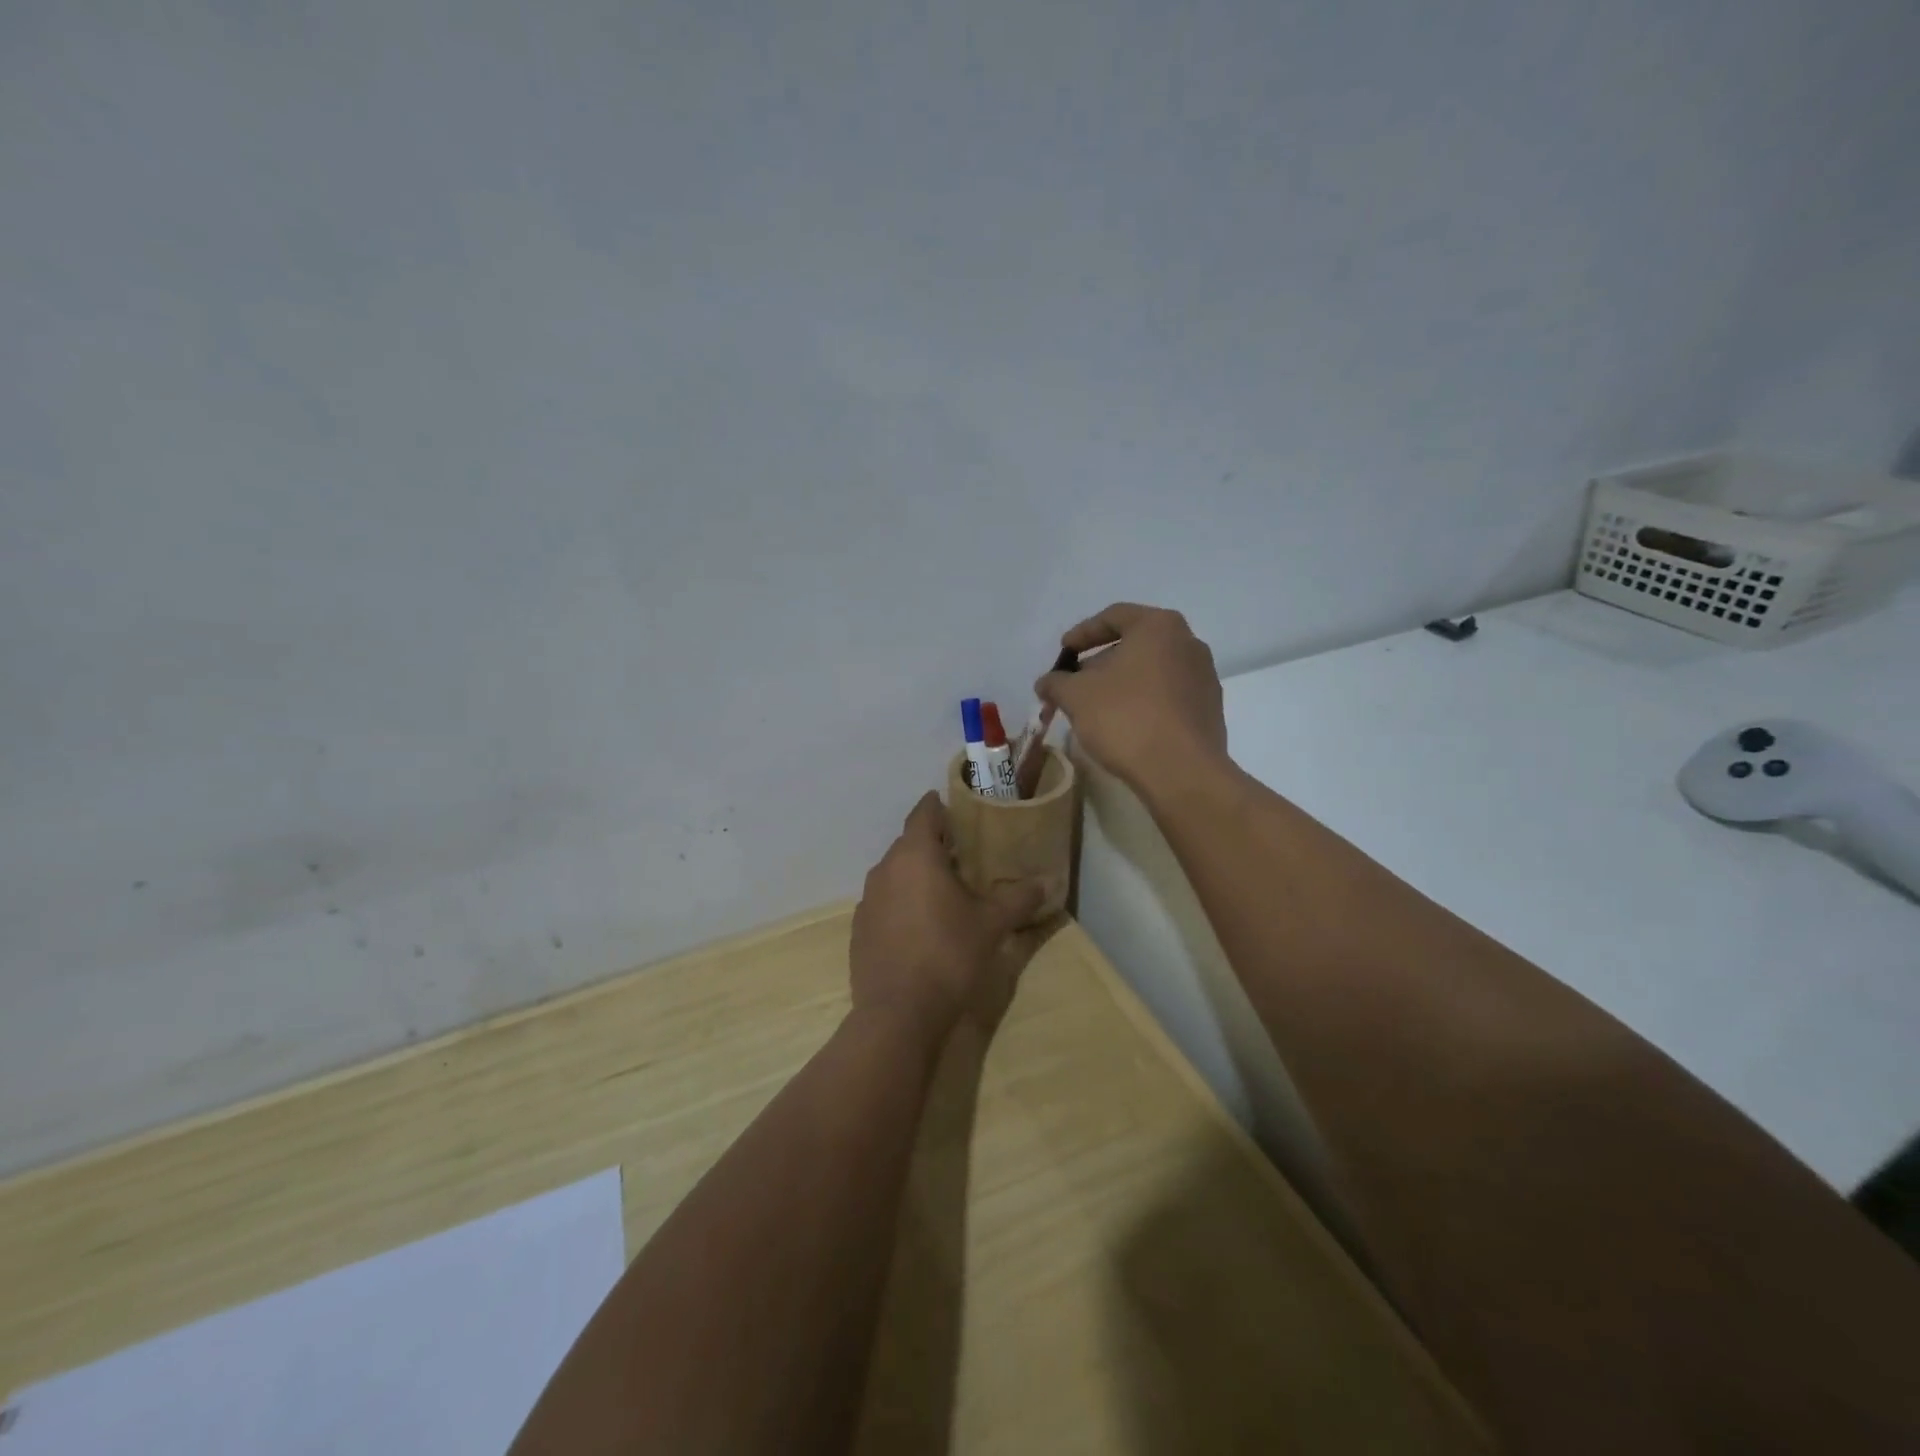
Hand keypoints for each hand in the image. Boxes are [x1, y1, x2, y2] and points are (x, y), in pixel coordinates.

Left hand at [850, 793, 1044, 1038]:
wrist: (898, 1013)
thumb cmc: (949, 955)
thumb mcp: (992, 925)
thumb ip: (1018, 899)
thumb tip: (1045, 883)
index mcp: (916, 855)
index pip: (924, 813)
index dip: (939, 806)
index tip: (956, 808)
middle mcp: (885, 869)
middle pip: (908, 843)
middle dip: (933, 844)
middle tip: (962, 854)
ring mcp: (868, 900)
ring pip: (894, 873)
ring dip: (916, 875)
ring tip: (943, 890)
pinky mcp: (859, 929)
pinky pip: (884, 902)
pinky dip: (901, 902)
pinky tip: (920, 926)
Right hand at [1035, 603, 1228, 792]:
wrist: (1181, 771)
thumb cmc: (1125, 718)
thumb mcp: (1076, 696)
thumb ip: (1056, 683)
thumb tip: (1046, 683)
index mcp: (1159, 626)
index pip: (1114, 616)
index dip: (1082, 633)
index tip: (1063, 652)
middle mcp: (1188, 643)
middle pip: (1135, 643)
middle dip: (1101, 661)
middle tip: (1075, 682)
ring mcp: (1203, 676)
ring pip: (1152, 670)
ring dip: (1122, 682)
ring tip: (1096, 706)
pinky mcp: (1209, 709)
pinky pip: (1168, 694)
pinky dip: (1143, 701)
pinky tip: (1124, 724)